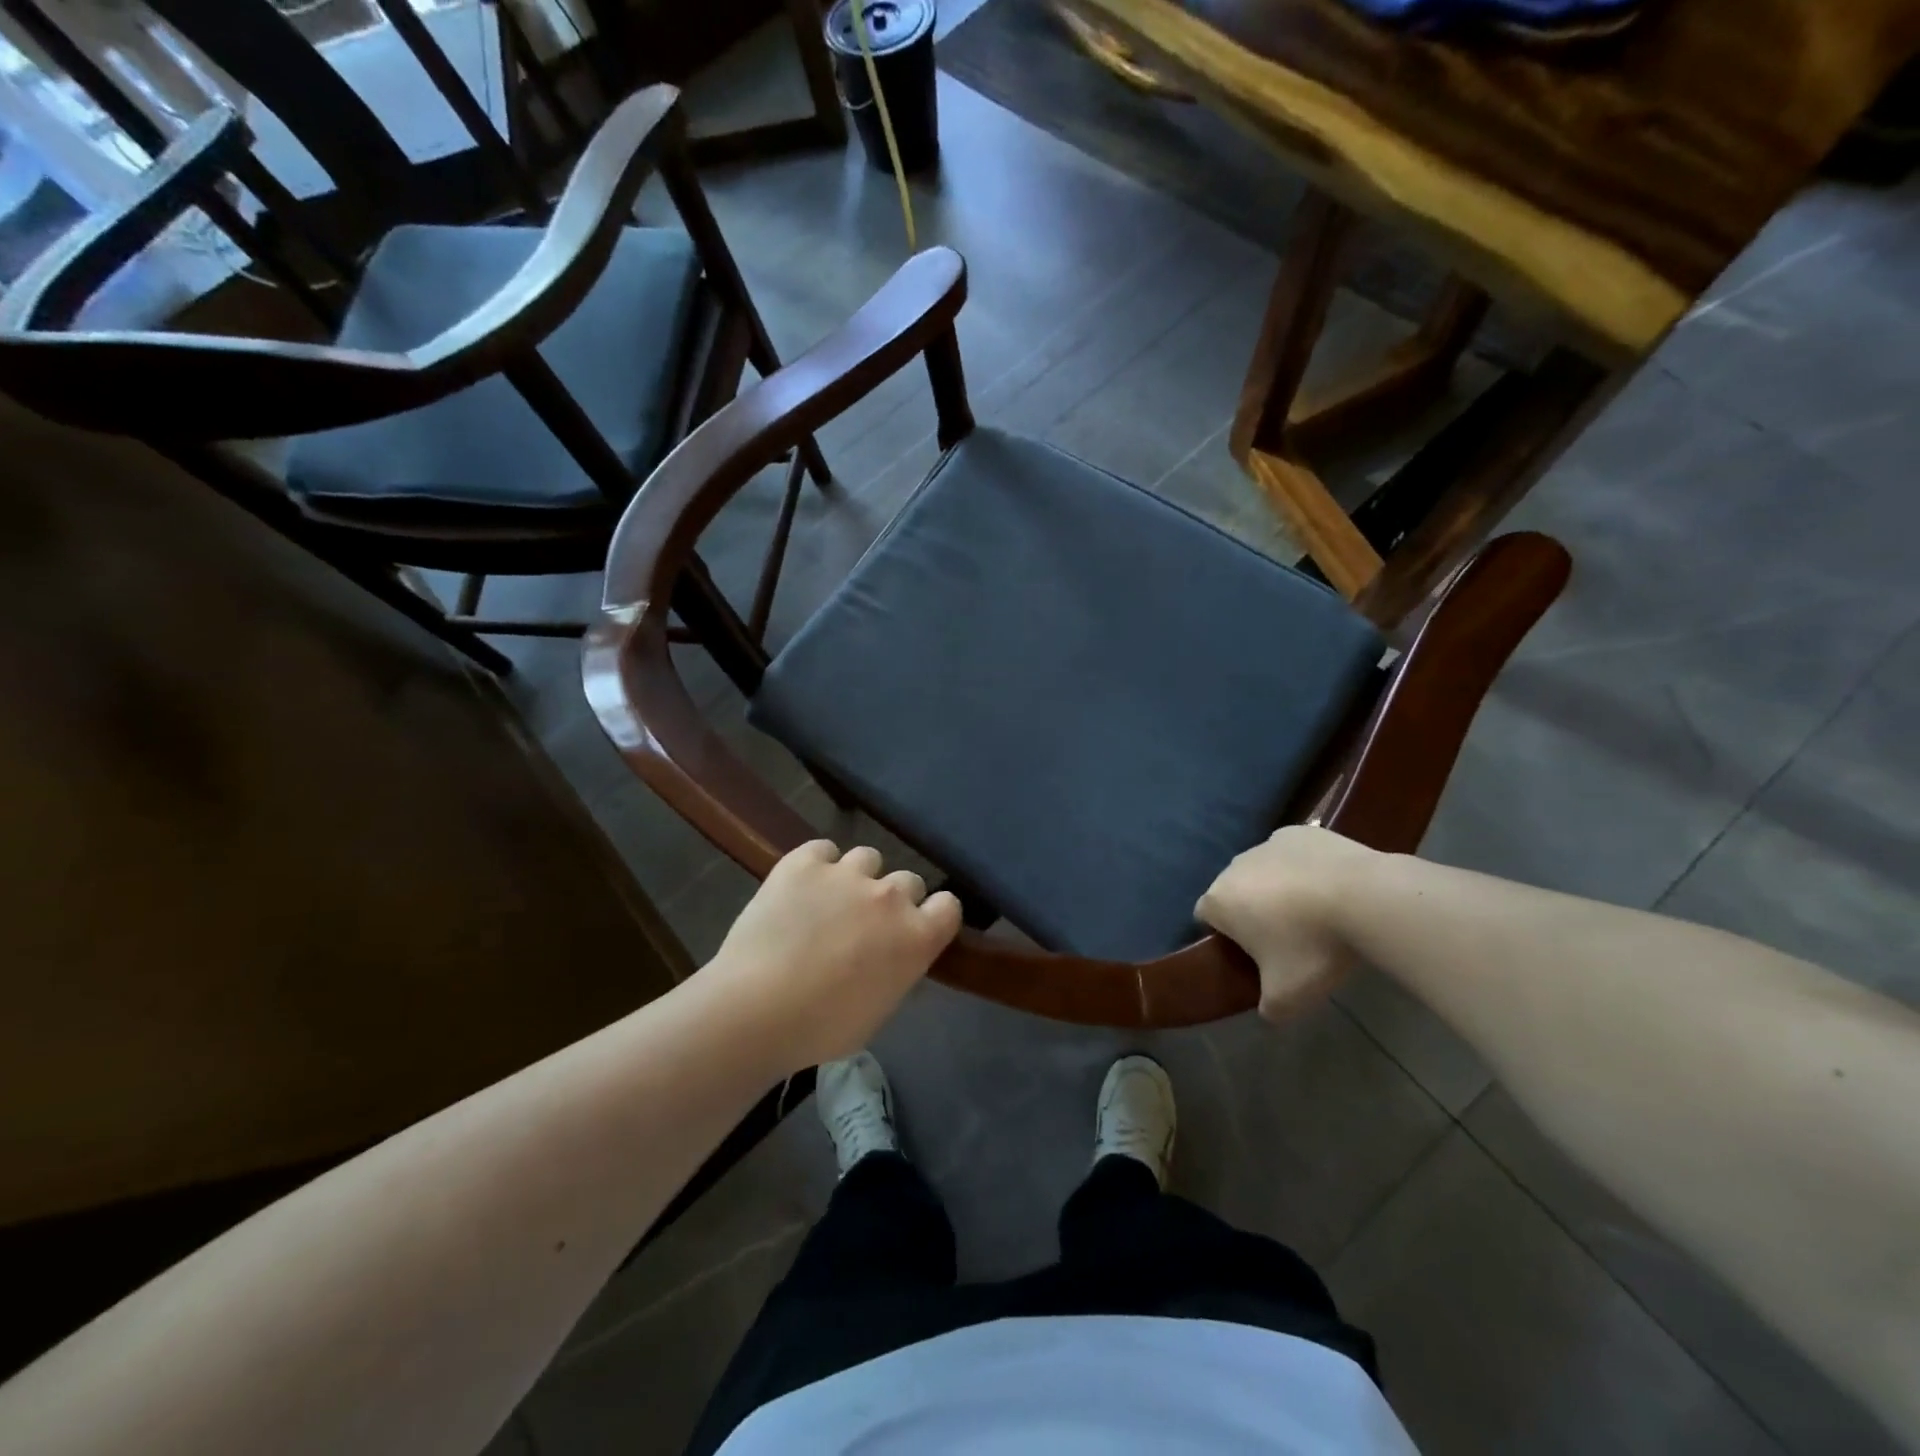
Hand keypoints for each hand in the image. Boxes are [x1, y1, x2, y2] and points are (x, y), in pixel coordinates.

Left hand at [708, 840, 962, 1073]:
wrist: (756, 1010)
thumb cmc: (821, 1028)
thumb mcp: (879, 1010)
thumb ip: (897, 971)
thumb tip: (893, 957)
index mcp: (917, 937)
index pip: (949, 906)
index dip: (933, 915)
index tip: (916, 929)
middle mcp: (890, 896)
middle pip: (908, 880)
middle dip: (893, 900)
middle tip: (865, 925)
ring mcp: (847, 873)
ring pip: (867, 858)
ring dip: (856, 878)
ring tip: (829, 902)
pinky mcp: (804, 862)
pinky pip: (822, 850)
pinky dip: (816, 866)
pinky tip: (800, 888)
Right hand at [1195, 825, 1376, 1021]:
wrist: (1366, 897)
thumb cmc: (1313, 947)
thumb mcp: (1288, 997)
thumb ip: (1268, 1008)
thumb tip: (1267, 1010)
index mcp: (1219, 900)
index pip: (1205, 917)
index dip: (1225, 937)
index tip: (1254, 955)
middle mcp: (1233, 865)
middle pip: (1233, 891)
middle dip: (1252, 911)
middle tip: (1287, 939)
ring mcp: (1267, 843)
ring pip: (1263, 870)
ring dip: (1278, 888)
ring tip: (1316, 913)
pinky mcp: (1301, 832)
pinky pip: (1293, 854)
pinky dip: (1304, 868)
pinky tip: (1332, 888)